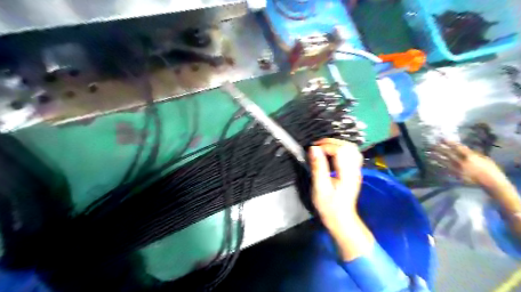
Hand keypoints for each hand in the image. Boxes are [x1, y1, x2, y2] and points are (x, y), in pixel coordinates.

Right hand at [308, 138, 374, 261]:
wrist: (341, 219)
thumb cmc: (329, 206)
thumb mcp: (320, 188)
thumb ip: (318, 167)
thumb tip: (313, 149)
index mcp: (347, 174)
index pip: (340, 150)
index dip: (326, 146)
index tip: (313, 150)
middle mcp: (355, 169)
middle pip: (348, 146)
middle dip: (331, 142)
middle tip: (317, 147)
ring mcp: (356, 170)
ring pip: (351, 149)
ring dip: (336, 145)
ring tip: (323, 149)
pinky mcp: (354, 172)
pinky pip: (351, 154)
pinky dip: (341, 150)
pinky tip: (332, 154)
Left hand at [437, 140, 508, 189]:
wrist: (490, 182)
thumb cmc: (490, 169)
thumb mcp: (483, 158)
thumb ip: (473, 153)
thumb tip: (463, 148)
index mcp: (469, 156)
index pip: (457, 147)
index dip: (449, 143)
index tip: (441, 139)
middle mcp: (461, 161)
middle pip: (447, 153)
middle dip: (439, 149)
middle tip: (431, 145)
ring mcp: (457, 169)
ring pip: (443, 161)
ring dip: (435, 157)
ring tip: (428, 153)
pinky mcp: (455, 175)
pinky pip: (444, 170)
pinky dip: (438, 166)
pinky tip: (432, 164)